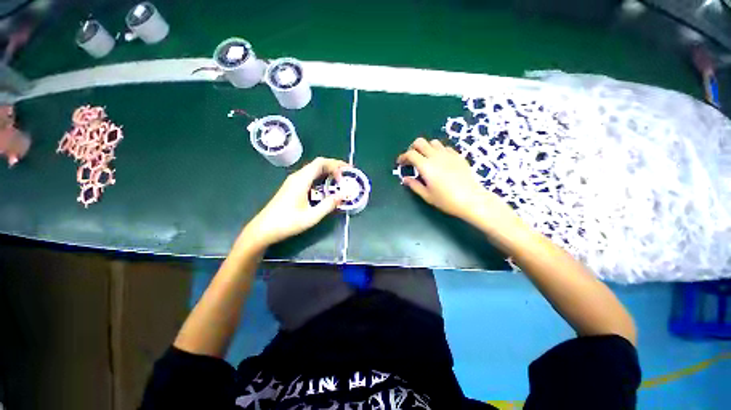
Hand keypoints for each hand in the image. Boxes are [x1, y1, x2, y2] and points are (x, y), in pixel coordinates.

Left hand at [243, 157, 347, 247]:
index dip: (335, 164)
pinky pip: (309, 177)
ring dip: (327, 172)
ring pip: (313, 170)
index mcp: (301, 180)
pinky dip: (321, 178)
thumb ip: (328, 205)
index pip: (320, 163)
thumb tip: (343, 195)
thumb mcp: (311, 216)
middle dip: (334, 166)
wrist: (263, 229)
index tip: (346, 172)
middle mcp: (297, 177)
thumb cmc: (287, 223)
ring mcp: (293, 182)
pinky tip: (326, 187)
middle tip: (347, 174)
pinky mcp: (292, 187)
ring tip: (340, 180)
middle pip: (318, 164)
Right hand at [397, 137, 518, 230]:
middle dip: (412, 148)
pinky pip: (445, 147)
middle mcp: (436, 156)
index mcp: (426, 166)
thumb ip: (414, 185)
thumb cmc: (446, 200)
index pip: (410, 154)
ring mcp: (448, 154)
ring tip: (425, 159)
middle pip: (420, 142)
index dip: (403, 157)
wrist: (471, 199)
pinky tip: (440, 161)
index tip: (400, 163)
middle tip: (412, 158)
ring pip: (433, 142)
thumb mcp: (427, 195)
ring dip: (426, 148)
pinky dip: (438, 151)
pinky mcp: (458, 156)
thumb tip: (405, 178)